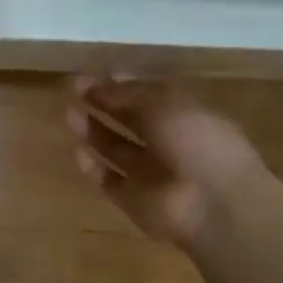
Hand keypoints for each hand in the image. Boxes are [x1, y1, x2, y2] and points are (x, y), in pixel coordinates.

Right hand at [66, 77, 269, 247]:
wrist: (215, 205)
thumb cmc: (197, 142)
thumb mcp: (164, 103)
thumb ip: (127, 93)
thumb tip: (96, 84)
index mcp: (186, 117)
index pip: (149, 97)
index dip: (122, 86)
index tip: (94, 76)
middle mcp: (169, 145)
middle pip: (131, 122)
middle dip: (104, 105)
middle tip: (75, 89)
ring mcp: (152, 176)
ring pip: (117, 150)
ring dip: (94, 132)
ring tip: (68, 114)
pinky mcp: (136, 202)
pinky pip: (110, 182)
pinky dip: (94, 169)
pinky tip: (77, 152)